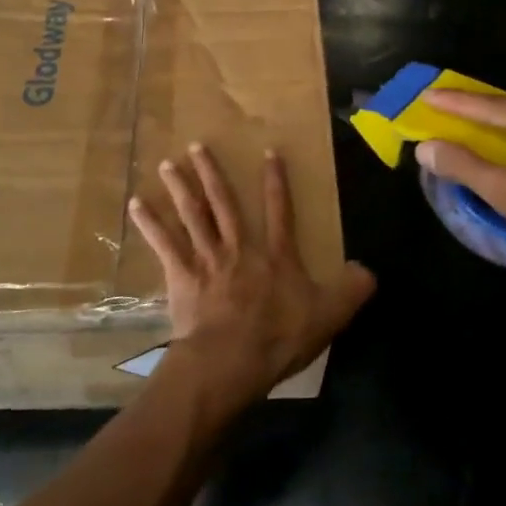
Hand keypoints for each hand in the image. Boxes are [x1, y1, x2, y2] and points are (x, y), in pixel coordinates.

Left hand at [129, 143, 374, 410]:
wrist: (231, 360)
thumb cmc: (278, 337)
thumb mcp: (329, 315)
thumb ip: (352, 290)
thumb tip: (369, 271)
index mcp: (275, 256)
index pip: (279, 211)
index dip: (276, 182)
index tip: (269, 152)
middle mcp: (239, 248)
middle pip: (223, 203)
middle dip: (212, 174)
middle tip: (197, 146)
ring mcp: (207, 259)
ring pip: (192, 215)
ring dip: (180, 188)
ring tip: (166, 164)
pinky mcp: (181, 276)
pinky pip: (164, 244)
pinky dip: (150, 224)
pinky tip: (136, 205)